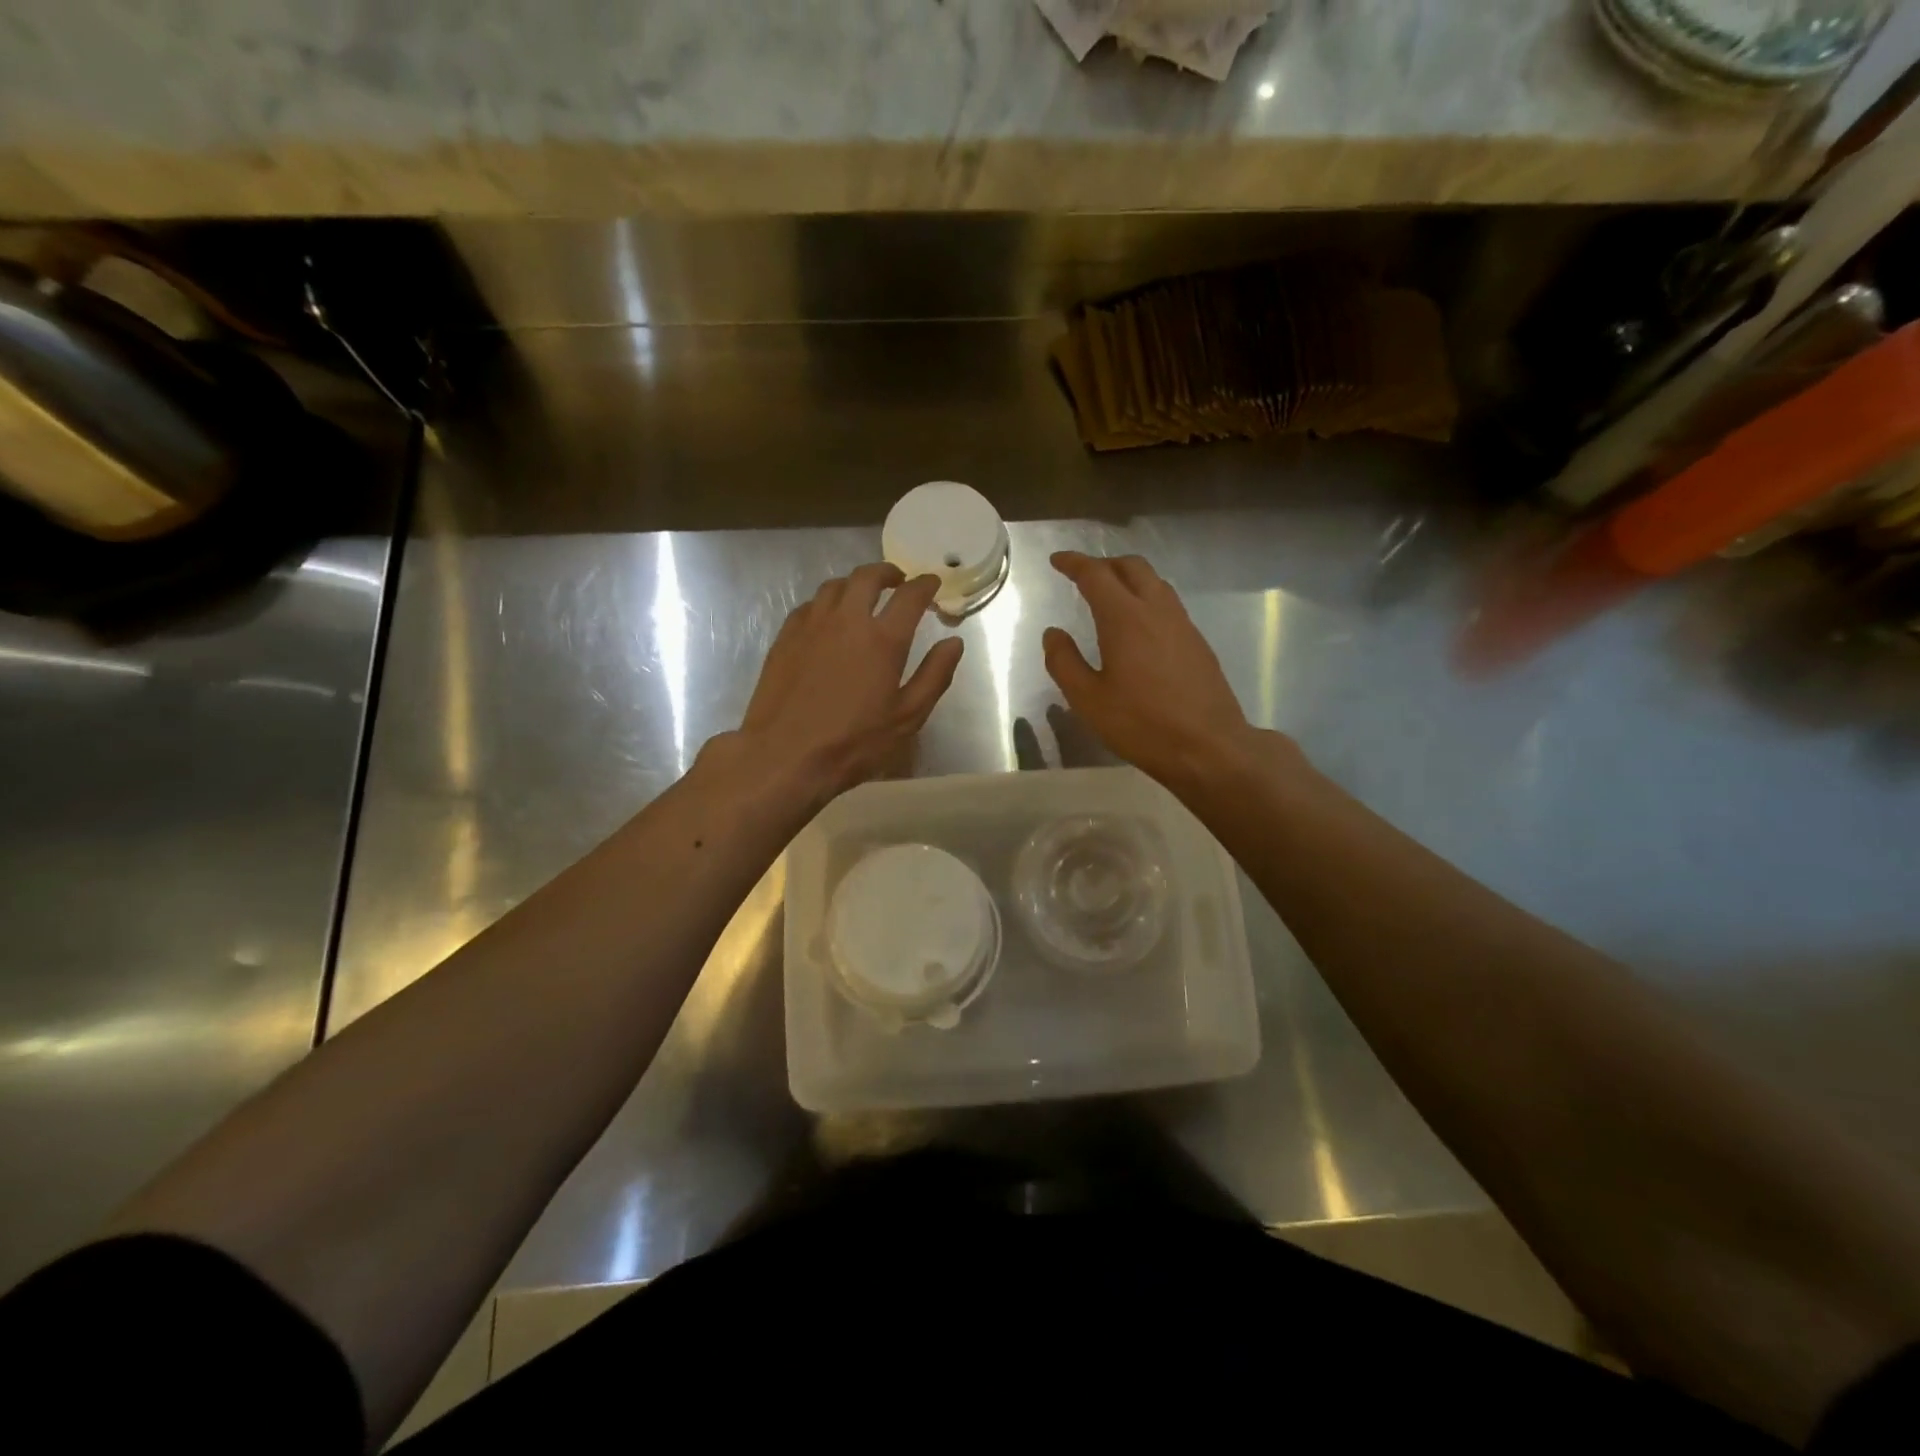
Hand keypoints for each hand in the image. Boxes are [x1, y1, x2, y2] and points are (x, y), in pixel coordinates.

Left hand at [728, 564, 963, 801]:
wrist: (785, 755)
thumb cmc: (854, 742)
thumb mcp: (907, 717)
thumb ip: (934, 675)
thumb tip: (954, 642)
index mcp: (883, 639)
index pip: (910, 595)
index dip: (925, 584)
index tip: (933, 583)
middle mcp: (847, 620)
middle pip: (868, 577)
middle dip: (887, 573)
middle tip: (898, 581)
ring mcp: (811, 625)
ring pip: (835, 586)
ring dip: (855, 584)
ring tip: (863, 595)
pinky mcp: (785, 637)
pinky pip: (809, 605)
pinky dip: (827, 603)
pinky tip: (828, 619)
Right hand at [1042, 552, 1269, 790]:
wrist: (1208, 746)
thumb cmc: (1141, 724)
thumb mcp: (1088, 699)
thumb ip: (1064, 662)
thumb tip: (1053, 633)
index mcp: (1125, 618)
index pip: (1096, 575)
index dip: (1074, 563)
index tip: (1057, 561)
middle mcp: (1156, 610)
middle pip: (1132, 567)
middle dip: (1104, 563)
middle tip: (1083, 575)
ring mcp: (1182, 624)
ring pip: (1155, 582)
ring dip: (1129, 578)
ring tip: (1111, 594)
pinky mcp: (1198, 642)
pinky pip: (1168, 603)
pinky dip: (1147, 598)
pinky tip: (1139, 624)